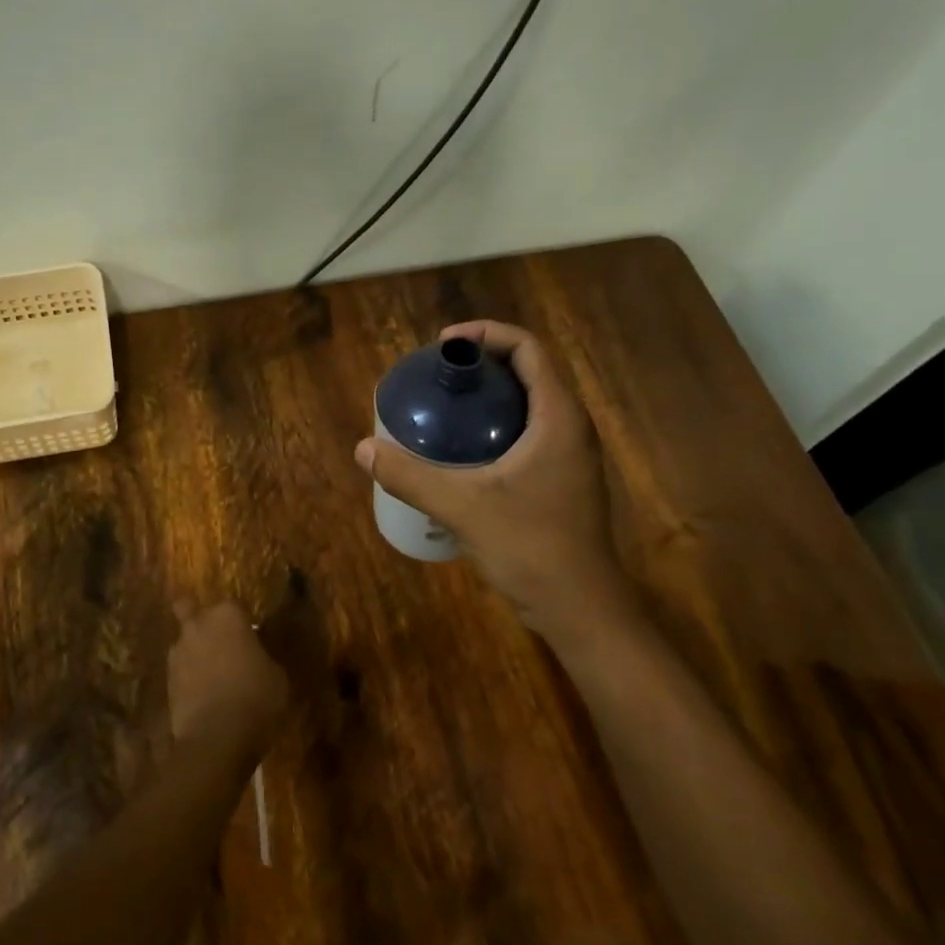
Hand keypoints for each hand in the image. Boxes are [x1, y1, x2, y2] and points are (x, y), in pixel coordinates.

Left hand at [167, 602, 287, 758]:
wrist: (216, 736)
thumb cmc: (255, 697)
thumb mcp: (276, 675)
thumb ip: (262, 655)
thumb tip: (255, 656)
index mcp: (228, 615)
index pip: (233, 607)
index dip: (240, 622)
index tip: (249, 638)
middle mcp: (198, 624)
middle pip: (191, 609)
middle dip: (201, 620)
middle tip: (219, 641)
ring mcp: (178, 650)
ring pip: (183, 640)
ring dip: (194, 651)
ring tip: (210, 674)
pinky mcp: (166, 678)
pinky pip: (180, 669)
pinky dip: (188, 676)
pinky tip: (201, 693)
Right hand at [355, 321, 625, 643]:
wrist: (581, 610)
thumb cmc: (532, 548)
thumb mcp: (464, 508)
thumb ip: (411, 477)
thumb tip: (364, 449)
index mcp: (559, 417)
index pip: (529, 349)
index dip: (486, 334)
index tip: (444, 345)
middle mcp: (570, 427)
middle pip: (528, 372)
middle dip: (481, 363)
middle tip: (436, 375)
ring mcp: (569, 456)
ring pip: (528, 404)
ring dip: (488, 395)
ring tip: (443, 405)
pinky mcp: (560, 479)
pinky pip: (527, 432)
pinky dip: (494, 425)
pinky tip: (461, 450)